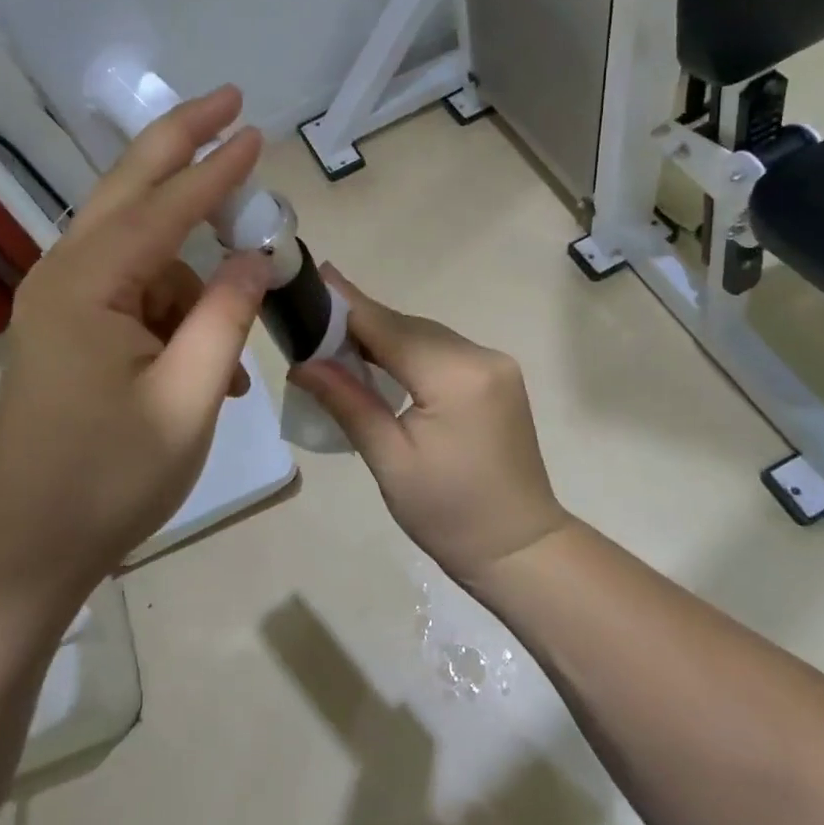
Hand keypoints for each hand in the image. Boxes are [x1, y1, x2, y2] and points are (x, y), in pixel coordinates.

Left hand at [0, 87, 271, 614]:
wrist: (27, 543)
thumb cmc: (110, 477)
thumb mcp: (189, 397)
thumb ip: (226, 315)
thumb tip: (257, 256)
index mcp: (88, 285)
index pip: (166, 208)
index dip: (218, 170)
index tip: (257, 131)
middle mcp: (65, 274)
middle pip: (131, 187)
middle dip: (183, 142)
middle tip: (231, 102)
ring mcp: (61, 298)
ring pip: (144, 254)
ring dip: (195, 286)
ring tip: (226, 366)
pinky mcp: (67, 324)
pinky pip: (135, 293)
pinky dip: (175, 314)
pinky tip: (207, 368)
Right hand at [291, 272, 571, 586]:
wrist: (520, 548)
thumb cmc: (449, 514)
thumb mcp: (389, 460)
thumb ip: (348, 401)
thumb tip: (302, 362)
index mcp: (455, 375)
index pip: (388, 327)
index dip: (347, 304)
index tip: (314, 276)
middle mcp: (481, 356)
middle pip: (408, 327)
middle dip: (361, 322)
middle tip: (313, 318)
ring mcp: (495, 365)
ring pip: (426, 336)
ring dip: (384, 336)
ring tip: (337, 338)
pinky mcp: (498, 378)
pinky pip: (443, 351)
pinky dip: (410, 351)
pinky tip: (381, 360)